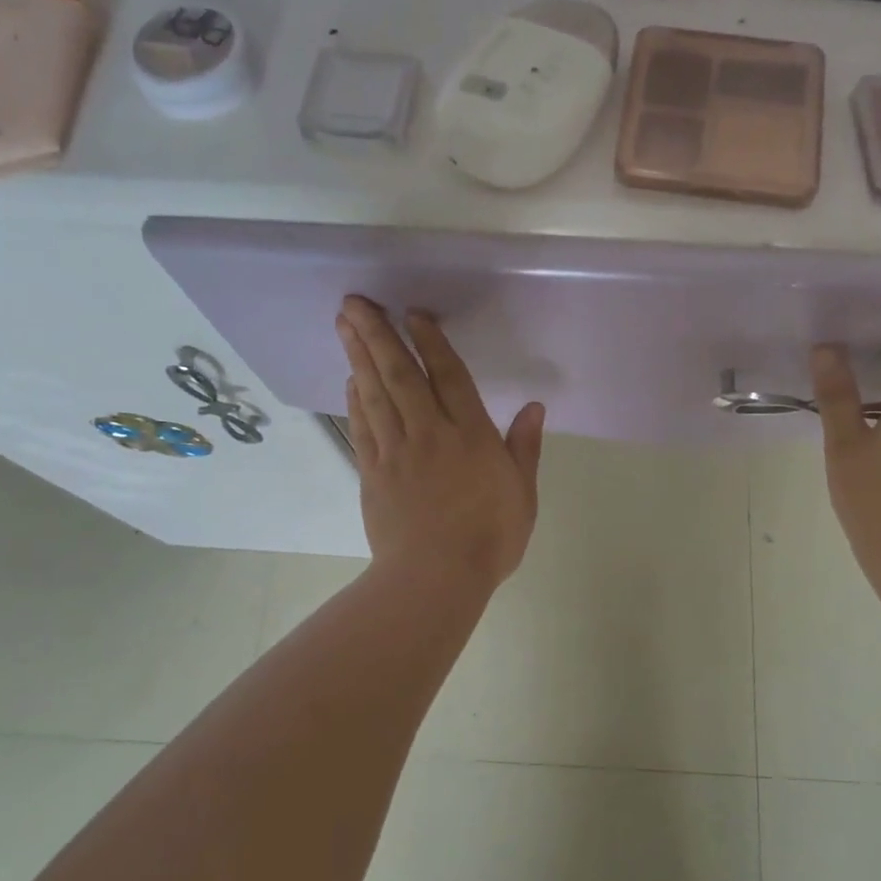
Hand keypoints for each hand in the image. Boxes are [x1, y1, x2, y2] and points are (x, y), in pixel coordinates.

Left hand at [336, 296, 544, 590]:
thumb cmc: (489, 537)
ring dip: (359, 356)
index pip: (449, 377)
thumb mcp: (522, 493)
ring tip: (344, 323)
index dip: (431, 342)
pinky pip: (363, 427)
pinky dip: (356, 399)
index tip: (414, 314)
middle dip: (378, 335)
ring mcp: (396, 452)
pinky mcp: (373, 473)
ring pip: (375, 394)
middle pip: (401, 375)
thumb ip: (525, 447)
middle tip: (355, 302)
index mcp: (471, 436)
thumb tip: (535, 406)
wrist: (435, 578)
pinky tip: (351, 379)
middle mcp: (430, 433)